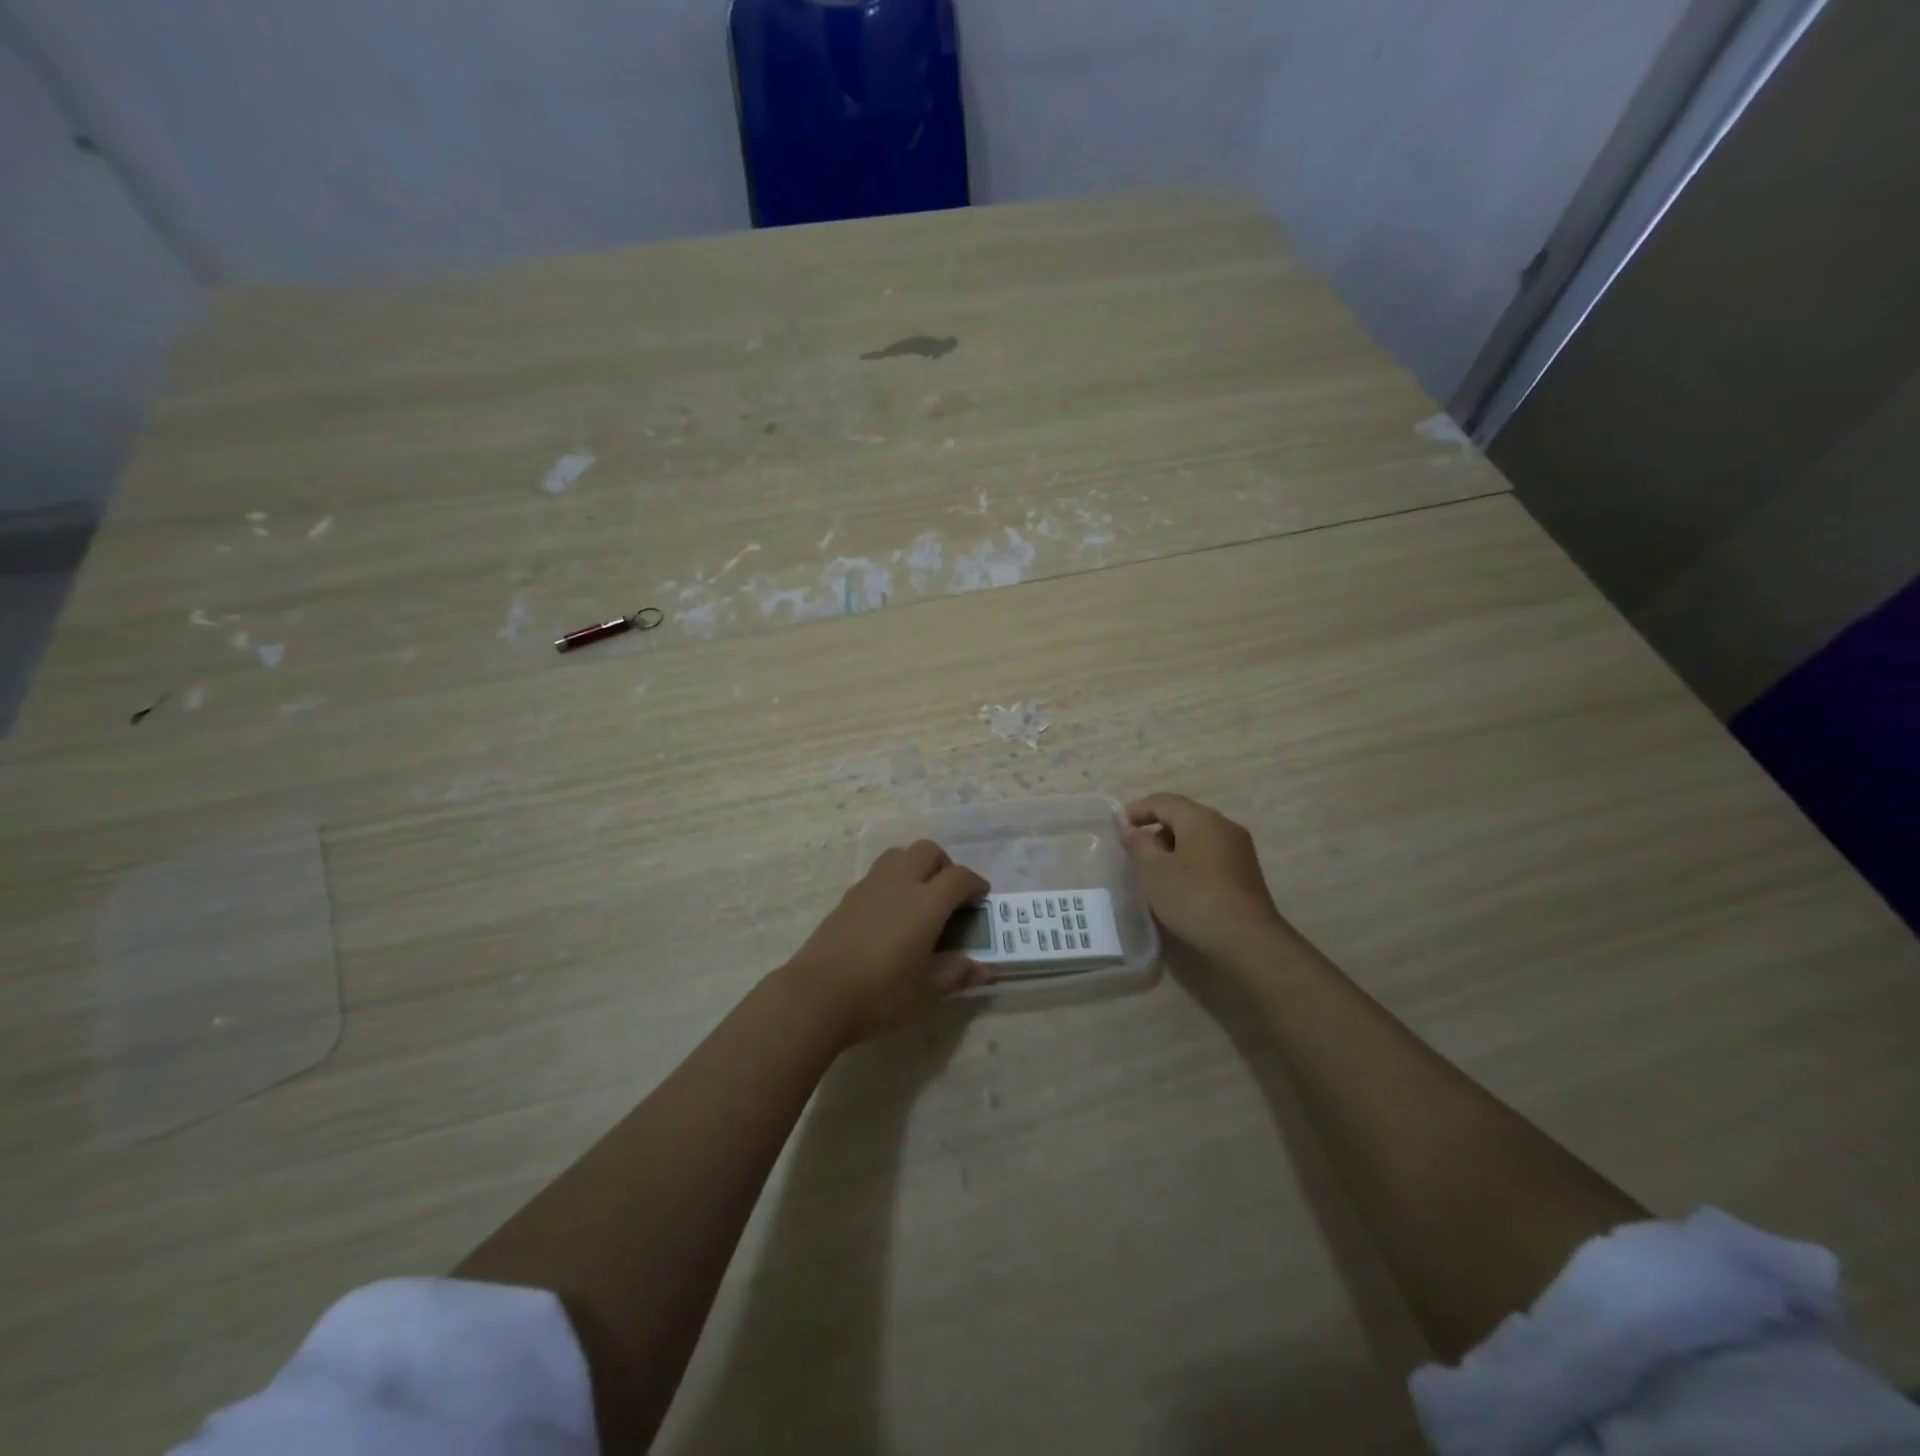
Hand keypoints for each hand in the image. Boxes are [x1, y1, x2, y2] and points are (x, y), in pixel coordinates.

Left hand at [784, 841, 990, 1045]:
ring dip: (914, 865)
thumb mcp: (927, 992)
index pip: (959, 877)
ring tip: (918, 897)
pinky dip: (891, 881)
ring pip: (898, 855)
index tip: (981, 897)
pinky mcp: (847, 897)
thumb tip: (982, 969)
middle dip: (944, 865)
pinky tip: (889, 914)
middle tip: (948, 895)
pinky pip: (877, 874)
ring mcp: (869, 887)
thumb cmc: (880, 994)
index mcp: (926, 903)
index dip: (975, 883)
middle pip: (927, 851)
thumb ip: (956, 974)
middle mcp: (899, 884)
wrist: (817, 995)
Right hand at [1124, 793, 1288, 963]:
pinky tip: (1181, 885)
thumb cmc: (1194, 898)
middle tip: (1135, 853)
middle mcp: (1224, 826)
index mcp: (1201, 818)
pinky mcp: (1246, 872)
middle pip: (1183, 817)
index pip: (1163, 801)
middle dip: (1155, 830)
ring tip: (1155, 872)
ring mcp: (1239, 849)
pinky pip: (1210, 854)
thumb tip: (1127, 826)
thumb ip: (1137, 844)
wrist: (1248, 939)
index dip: (1137, 811)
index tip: (1117, 828)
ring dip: (1173, 847)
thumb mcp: (1154, 871)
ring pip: (1198, 837)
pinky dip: (1190, 860)